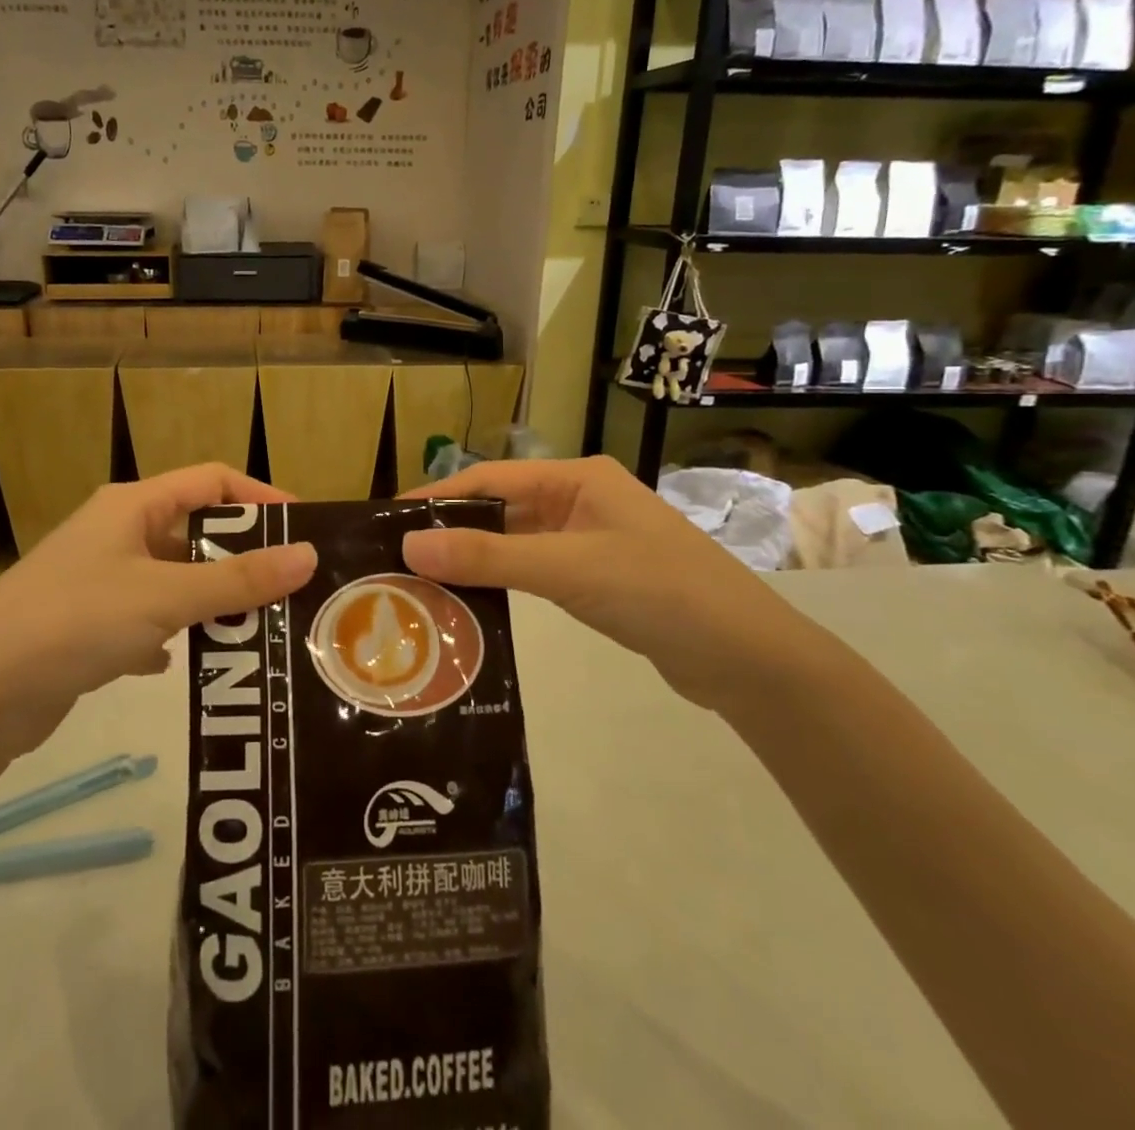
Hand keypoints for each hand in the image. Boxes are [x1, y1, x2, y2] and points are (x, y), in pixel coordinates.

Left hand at [0, 465, 315, 748]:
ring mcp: (99, 580)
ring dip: (210, 601)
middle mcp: (116, 533)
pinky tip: (185, 662)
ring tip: (256, 629)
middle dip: (241, 558)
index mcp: (133, 506)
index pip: (212, 480)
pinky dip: (170, 635)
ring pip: (172, 579)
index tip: (302, 529)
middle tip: (289, 589)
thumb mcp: (166, 596)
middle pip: (195, 531)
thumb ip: (239, 580)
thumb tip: (309, 555)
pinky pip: (146, 619)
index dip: (260, 498)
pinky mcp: (86, 626)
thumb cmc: (77, 620)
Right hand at [400, 457, 815, 712]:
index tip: (388, 521)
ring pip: (515, 541)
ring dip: (474, 559)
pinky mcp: (595, 576)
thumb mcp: (567, 569)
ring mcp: (589, 539)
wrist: (746, 657)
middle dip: (452, 530)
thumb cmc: (658, 591)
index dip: (438, 497)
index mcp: (577, 478)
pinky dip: (502, 581)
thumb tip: (409, 547)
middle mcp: (579, 499)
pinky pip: (534, 569)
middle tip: (397, 559)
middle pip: (500, 508)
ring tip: (421, 583)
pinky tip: (470, 603)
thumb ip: (489, 557)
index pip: (490, 478)